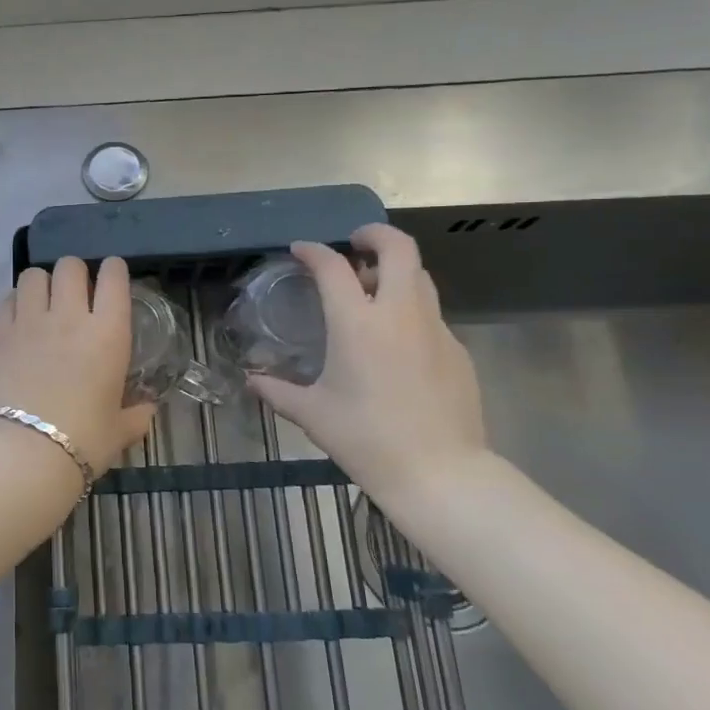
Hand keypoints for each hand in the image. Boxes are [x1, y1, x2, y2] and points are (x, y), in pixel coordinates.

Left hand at [0, 256, 155, 476]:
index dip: (114, 270)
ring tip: (43, 301)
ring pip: (33, 275)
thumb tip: (147, 409)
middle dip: (75, 272)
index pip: (114, 277)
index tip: (112, 276)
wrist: (27, 453)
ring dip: (42, 283)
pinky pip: (7, 299)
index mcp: (108, 333)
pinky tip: (19, 319)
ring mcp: (30, 322)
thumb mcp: (119, 430)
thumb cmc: (85, 441)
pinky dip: (15, 302)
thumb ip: (136, 415)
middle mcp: (69, 316)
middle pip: (70, 266)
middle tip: (76, 292)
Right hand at [248, 229, 489, 510]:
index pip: (333, 267)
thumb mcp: (313, 415)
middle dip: (375, 235)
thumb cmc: (366, 439)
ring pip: (420, 277)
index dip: (313, 251)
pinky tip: (396, 343)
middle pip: (398, 249)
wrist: (440, 473)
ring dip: (395, 271)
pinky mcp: (457, 351)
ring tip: (372, 291)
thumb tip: (251, 381)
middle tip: (355, 243)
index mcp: (357, 324)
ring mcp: (434, 330)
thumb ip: (278, 392)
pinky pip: (431, 315)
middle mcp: (399, 314)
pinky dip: (410, 311)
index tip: (301, 251)